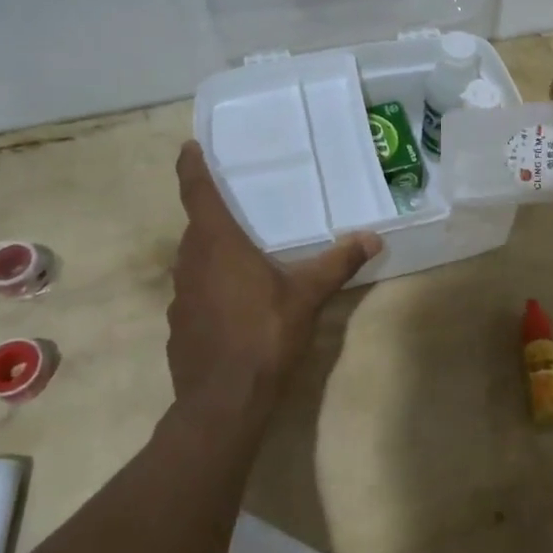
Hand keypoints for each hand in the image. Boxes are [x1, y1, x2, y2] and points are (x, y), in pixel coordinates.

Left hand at [168, 141, 381, 409]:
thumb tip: (373, 238)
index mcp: (218, 245)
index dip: (191, 168)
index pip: (198, 194)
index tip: (188, 148)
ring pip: (193, 261)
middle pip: (196, 228)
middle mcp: (191, 263)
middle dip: (211, 214)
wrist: (222, 404)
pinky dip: (209, 285)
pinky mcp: (179, 326)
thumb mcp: (307, 297)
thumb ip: (337, 263)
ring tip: (240, 253)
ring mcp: (180, 297)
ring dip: (211, 251)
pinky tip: (234, 303)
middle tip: (237, 205)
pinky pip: (193, 291)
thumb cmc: (263, 336)